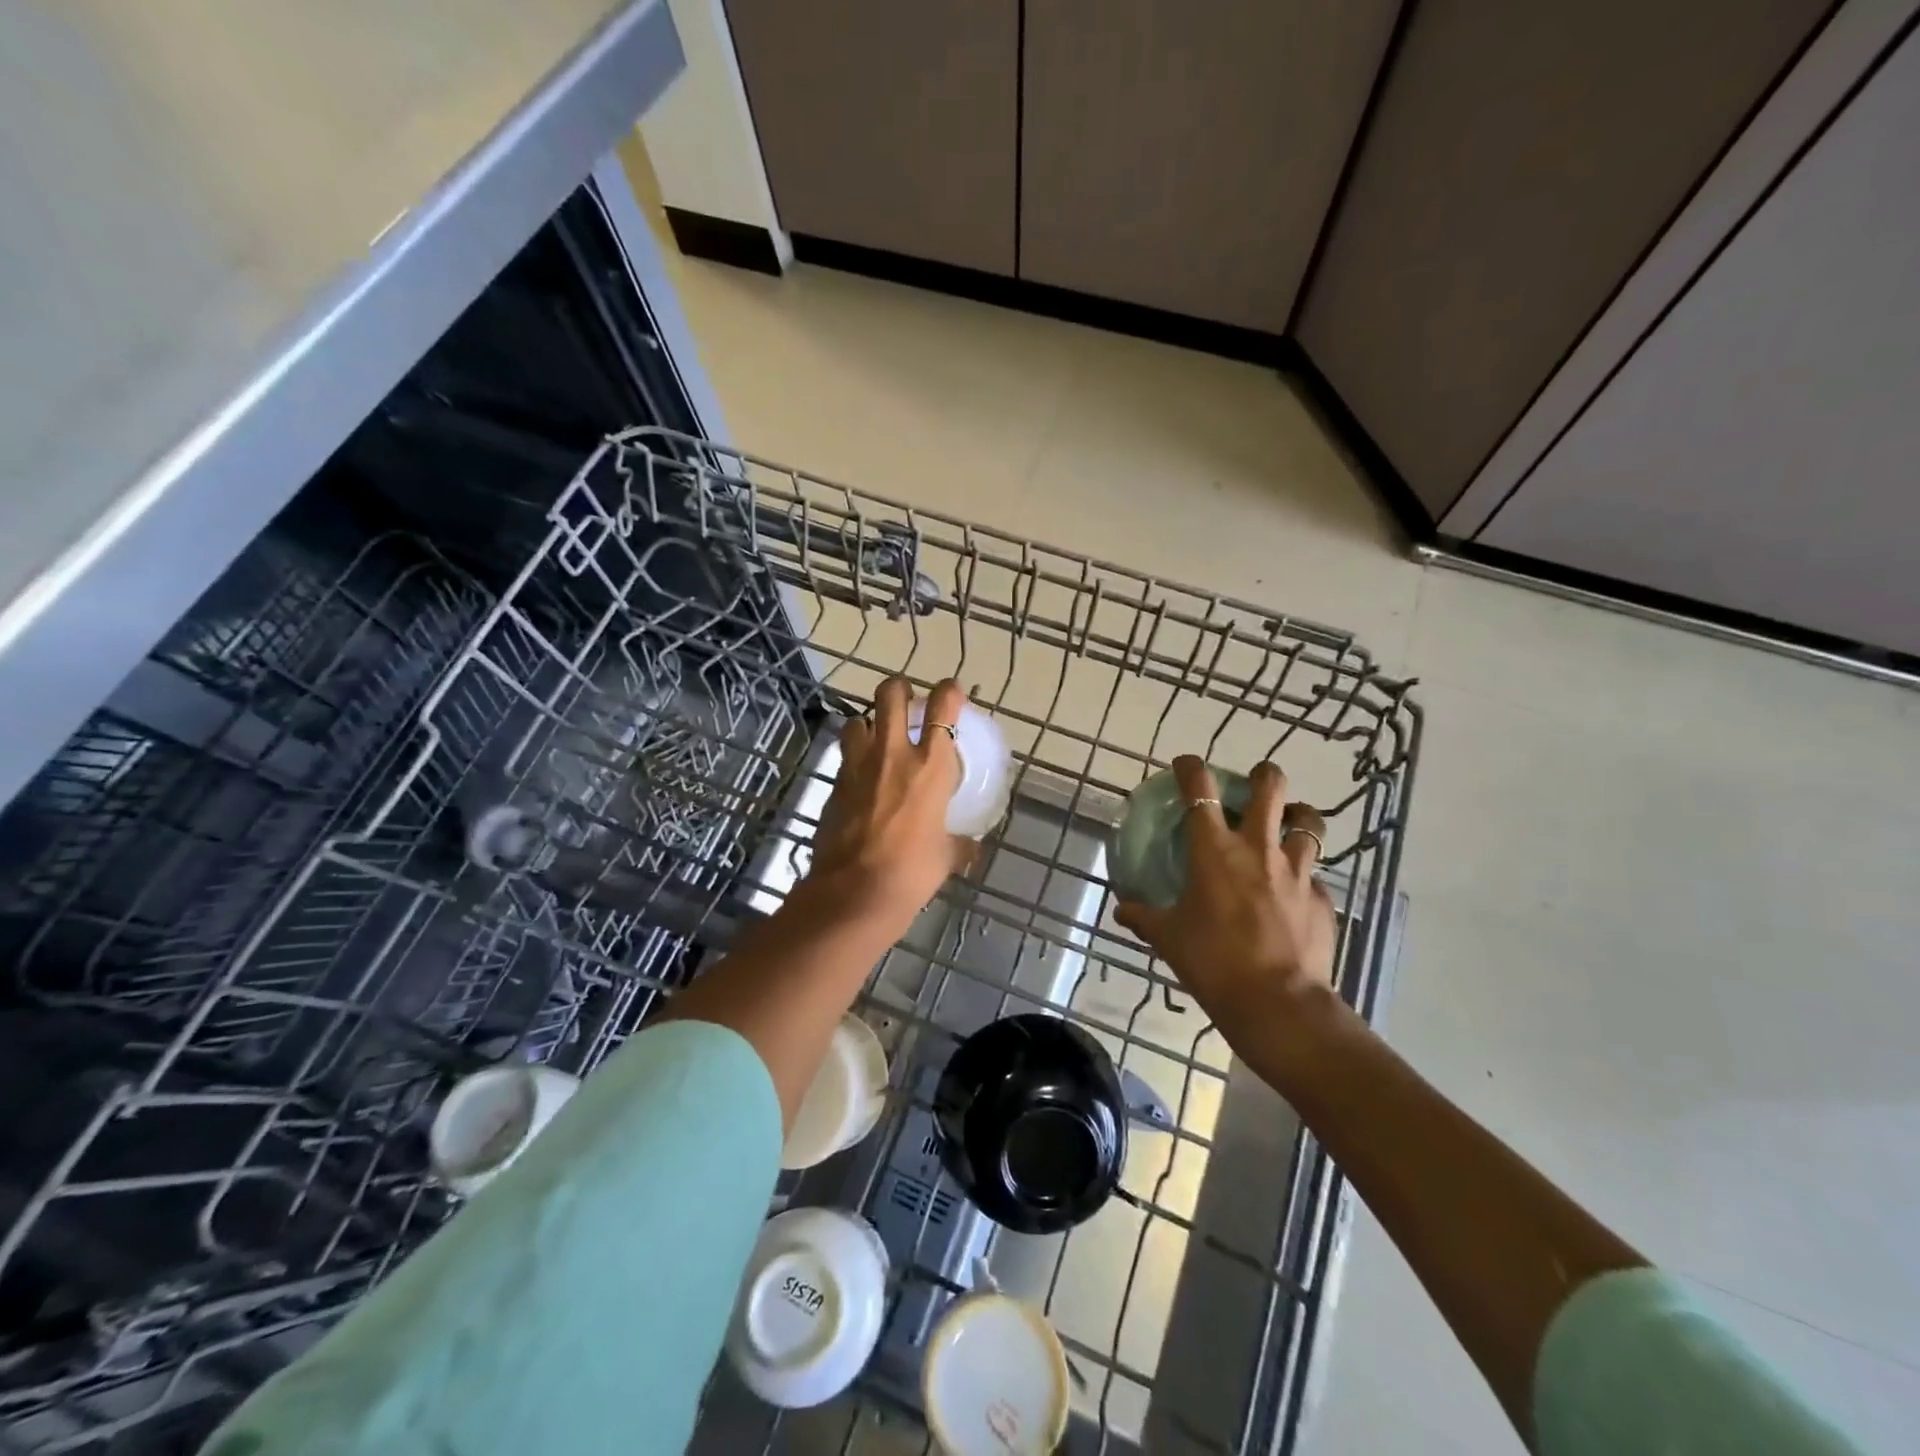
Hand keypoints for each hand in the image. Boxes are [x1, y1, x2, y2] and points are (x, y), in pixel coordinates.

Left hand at [806, 676, 975, 936]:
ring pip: (859, 719)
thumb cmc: (912, 872)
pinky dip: (854, 756)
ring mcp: (859, 765)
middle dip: (899, 689)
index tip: (951, 691)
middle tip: (906, 700)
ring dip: (869, 723)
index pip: (943, 708)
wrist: (855, 892)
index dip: (949, 691)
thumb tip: (971, 847)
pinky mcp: (835, 783)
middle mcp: (894, 754)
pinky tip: (861, 776)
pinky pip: (845, 755)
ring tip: (877, 738)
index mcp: (931, 766)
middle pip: (891, 694)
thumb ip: (959, 843)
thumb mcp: (946, 856)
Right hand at [1114, 757, 1336, 1050]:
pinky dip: (1304, 876)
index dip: (1192, 768)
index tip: (1186, 764)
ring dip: (1297, 819)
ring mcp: (1297, 872)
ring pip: (1308, 824)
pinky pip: (1315, 876)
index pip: (1200, 791)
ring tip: (1288, 826)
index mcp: (1215, 851)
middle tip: (1255, 784)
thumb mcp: (1168, 938)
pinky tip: (1294, 893)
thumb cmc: (1213, 962)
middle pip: (1271, 788)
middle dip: (1264, 775)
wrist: (1277, 1003)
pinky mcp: (1322, 899)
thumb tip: (1123, 909)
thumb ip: (1144, 917)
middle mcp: (1258, 849)